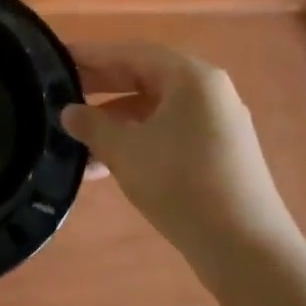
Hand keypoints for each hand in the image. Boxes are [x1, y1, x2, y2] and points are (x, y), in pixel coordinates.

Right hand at [61, 40, 294, 263]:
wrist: (247, 252)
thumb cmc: (182, 184)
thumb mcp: (125, 151)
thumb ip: (92, 125)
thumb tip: (68, 112)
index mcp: (191, 78)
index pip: (131, 53)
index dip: (91, 56)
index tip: (57, 58)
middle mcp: (208, 92)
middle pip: (144, 78)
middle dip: (101, 88)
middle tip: (61, 93)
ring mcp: (217, 125)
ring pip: (154, 110)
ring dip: (115, 121)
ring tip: (77, 139)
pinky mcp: (219, 155)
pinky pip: (168, 133)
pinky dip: (137, 141)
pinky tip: (105, 167)